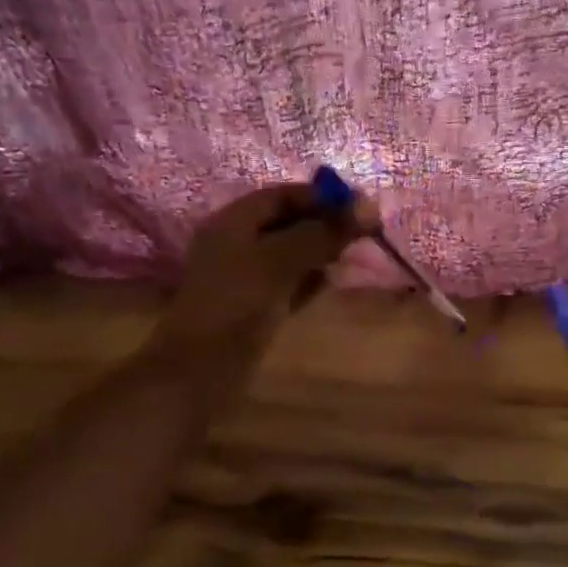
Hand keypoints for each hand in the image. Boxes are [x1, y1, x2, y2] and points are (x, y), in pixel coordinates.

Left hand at [157, 181, 378, 359]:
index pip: (282, 195)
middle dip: (323, 223)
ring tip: (352, 253)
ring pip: (289, 253)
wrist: (200, 371)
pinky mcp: (253, 306)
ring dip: (319, 251)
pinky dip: (309, 278)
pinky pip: (287, 281)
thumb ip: (323, 232)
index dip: (320, 196)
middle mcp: (236, 243)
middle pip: (286, 222)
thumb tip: (367, 206)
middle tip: (362, 231)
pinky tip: (332, 280)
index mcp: (233, 221)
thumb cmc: (238, 303)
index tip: (358, 204)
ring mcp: (243, 277)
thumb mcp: (281, 260)